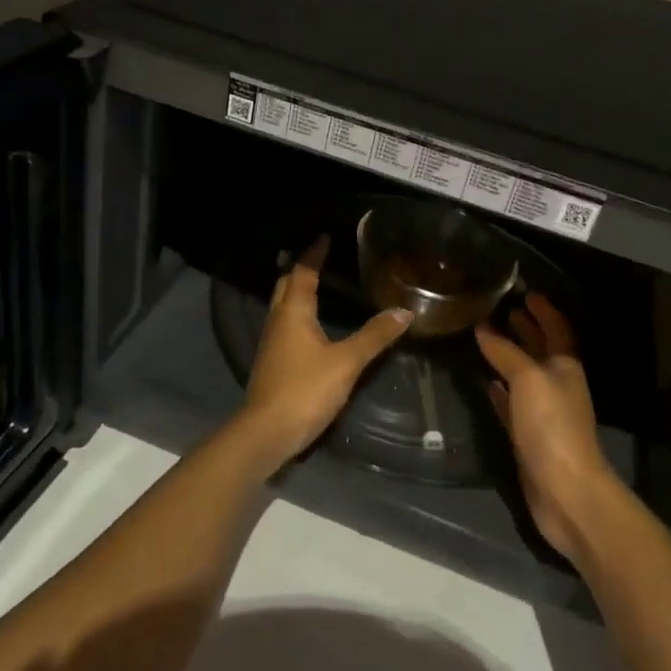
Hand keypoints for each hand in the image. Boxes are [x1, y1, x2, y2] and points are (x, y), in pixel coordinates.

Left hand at [237, 237, 413, 472]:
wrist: (267, 433)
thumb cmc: (305, 389)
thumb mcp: (347, 362)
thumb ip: (374, 336)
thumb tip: (404, 311)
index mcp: (293, 312)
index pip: (302, 272)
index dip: (313, 254)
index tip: (324, 238)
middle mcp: (278, 321)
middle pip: (285, 286)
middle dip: (300, 269)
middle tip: (318, 258)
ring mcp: (272, 344)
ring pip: (282, 306)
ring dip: (296, 292)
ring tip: (316, 285)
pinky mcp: (273, 364)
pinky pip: (285, 326)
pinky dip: (297, 315)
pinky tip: (310, 327)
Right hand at [476, 295, 619, 561]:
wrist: (565, 491)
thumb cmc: (552, 426)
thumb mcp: (528, 379)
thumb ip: (505, 352)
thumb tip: (483, 328)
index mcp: (565, 367)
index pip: (556, 329)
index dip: (544, 310)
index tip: (525, 291)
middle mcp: (556, 385)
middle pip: (540, 350)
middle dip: (525, 328)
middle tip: (500, 308)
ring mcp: (543, 413)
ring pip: (523, 376)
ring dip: (509, 357)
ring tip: (484, 338)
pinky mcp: (527, 437)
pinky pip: (511, 405)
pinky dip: (499, 391)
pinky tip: (484, 382)